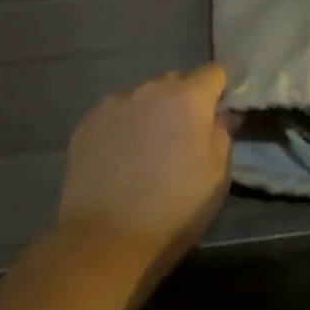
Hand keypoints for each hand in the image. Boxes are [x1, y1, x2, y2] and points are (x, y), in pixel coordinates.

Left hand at [57, 64, 235, 272]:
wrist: (106, 238)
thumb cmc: (175, 209)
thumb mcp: (217, 177)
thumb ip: (222, 135)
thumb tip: (221, 116)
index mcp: (188, 99)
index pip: (214, 72)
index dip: (221, 87)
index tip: (222, 107)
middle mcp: (150, 90)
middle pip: (175, 81)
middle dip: (185, 99)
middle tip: (186, 134)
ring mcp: (114, 105)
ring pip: (142, 98)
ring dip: (152, 113)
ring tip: (149, 148)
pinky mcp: (87, 123)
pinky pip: (115, 115)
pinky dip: (124, 127)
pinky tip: (121, 158)